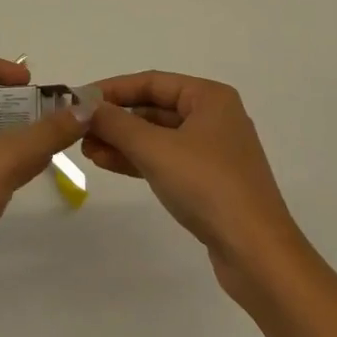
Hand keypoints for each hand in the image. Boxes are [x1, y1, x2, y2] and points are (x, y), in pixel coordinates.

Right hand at [82, 71, 308, 307]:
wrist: (257, 255)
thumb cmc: (208, 186)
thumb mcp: (156, 150)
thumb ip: (117, 124)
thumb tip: (84, 106)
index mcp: (209, 97)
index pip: (152, 82)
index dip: (113, 89)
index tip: (79, 98)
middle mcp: (213, 117)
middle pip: (154, 108)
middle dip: (116, 118)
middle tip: (79, 128)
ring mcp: (212, 151)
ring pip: (157, 136)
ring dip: (122, 141)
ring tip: (86, 149)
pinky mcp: (209, 182)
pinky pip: (165, 159)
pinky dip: (138, 159)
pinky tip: (108, 163)